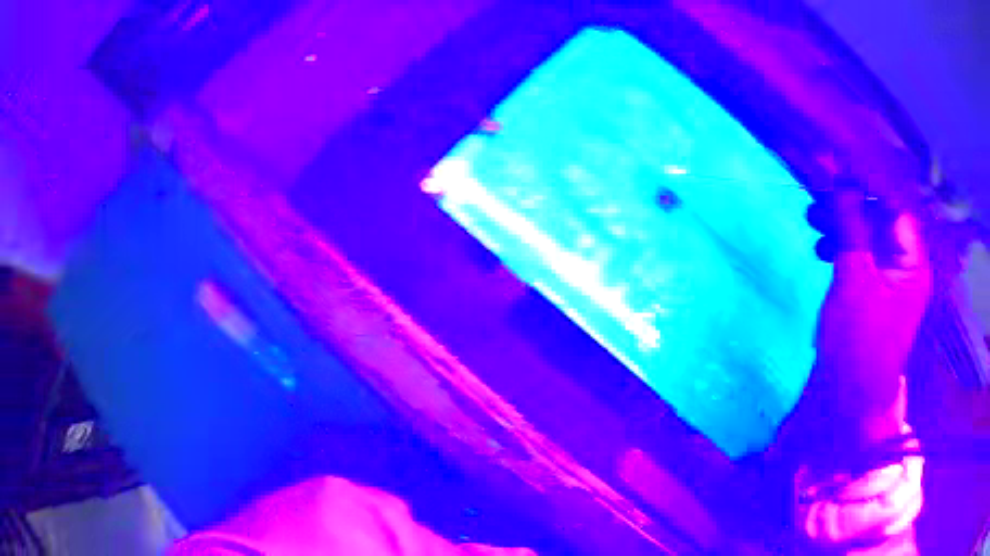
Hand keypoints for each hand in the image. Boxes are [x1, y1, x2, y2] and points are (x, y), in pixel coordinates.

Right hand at [810, 186, 932, 442]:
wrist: (851, 402)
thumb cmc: (859, 341)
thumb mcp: (854, 277)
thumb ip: (850, 223)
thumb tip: (839, 176)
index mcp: (912, 261)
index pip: (893, 205)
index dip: (866, 183)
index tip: (834, 169)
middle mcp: (906, 267)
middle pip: (880, 220)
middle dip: (850, 206)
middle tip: (817, 201)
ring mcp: (890, 283)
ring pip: (868, 238)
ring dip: (843, 227)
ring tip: (814, 224)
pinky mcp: (874, 296)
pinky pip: (862, 259)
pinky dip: (843, 249)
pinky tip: (823, 250)